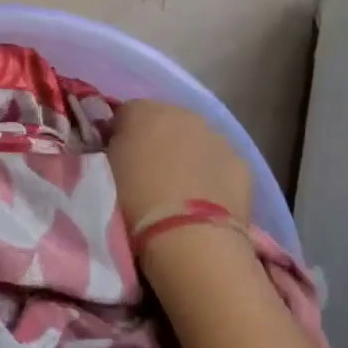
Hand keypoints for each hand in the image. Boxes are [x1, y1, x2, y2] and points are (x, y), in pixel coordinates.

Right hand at [107, 99, 251, 236]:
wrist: (188, 235)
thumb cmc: (134, 202)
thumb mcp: (107, 169)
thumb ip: (114, 146)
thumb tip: (121, 142)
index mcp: (143, 111)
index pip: (127, 113)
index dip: (122, 134)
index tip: (119, 158)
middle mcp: (182, 114)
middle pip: (166, 121)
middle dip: (159, 141)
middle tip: (149, 175)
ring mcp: (216, 136)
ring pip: (198, 140)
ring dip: (189, 157)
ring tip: (179, 193)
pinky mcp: (241, 163)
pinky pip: (221, 164)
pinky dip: (214, 176)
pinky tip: (207, 202)